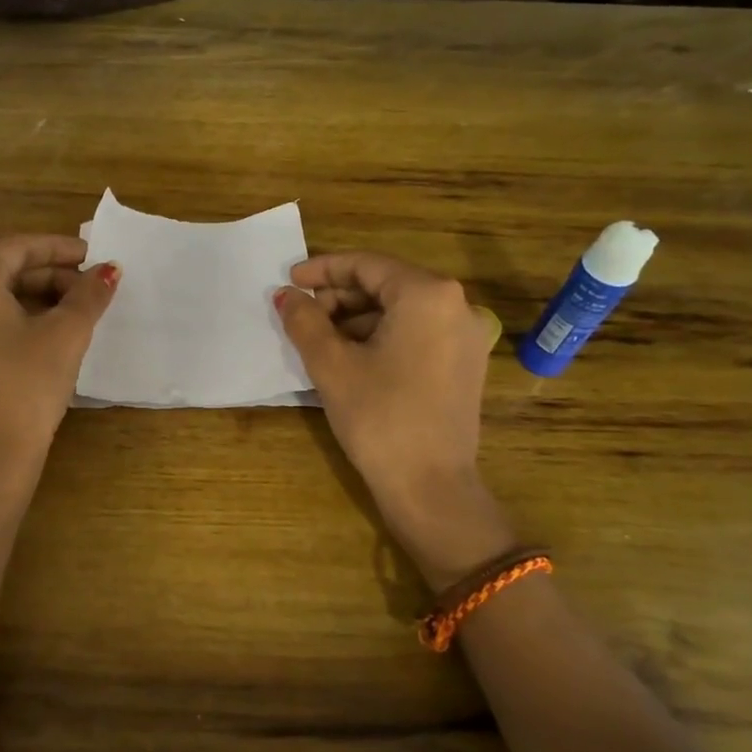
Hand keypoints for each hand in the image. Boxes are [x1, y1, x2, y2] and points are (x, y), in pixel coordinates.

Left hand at [0, 235, 118, 463]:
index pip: (19, 247)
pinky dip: (11, 317)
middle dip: (49, 275)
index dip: (62, 249)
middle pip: (2, 268)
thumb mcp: (65, 334)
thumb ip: (89, 294)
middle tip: (89, 288)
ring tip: (74, 310)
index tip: (95, 256)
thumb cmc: (26, 384)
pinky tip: (44, 331)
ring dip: (33, 296)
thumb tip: (109, 270)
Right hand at [276, 253, 511, 580]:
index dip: (322, 270)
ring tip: (320, 340)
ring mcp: (466, 336)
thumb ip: (304, 320)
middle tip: (302, 315)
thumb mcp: (331, 364)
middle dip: (340, 297)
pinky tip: (351, 358)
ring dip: (357, 319)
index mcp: (428, 294)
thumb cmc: (378, 416)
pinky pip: (416, 333)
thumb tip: (285, 296)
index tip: (290, 280)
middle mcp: (456, 305)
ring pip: (400, 311)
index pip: (367, 265)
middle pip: (386, 285)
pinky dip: (381, 337)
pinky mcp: (464, 363)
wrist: (430, 486)